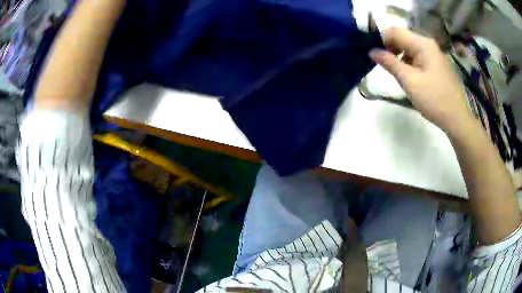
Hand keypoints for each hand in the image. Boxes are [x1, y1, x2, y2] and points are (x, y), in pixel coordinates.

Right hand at [369, 27, 472, 135]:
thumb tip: (372, 51)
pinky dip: (409, 62)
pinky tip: (408, 76)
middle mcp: (428, 44)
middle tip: (381, 64)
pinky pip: (418, 57)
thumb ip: (390, 63)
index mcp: (422, 44)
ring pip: (410, 48)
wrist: (457, 119)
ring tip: (394, 72)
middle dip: (389, 48)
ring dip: (399, 56)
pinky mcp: (437, 65)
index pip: (395, 31)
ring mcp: (434, 54)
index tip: (372, 54)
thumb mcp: (409, 81)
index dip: (381, 39)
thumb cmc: (434, 99)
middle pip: (403, 38)